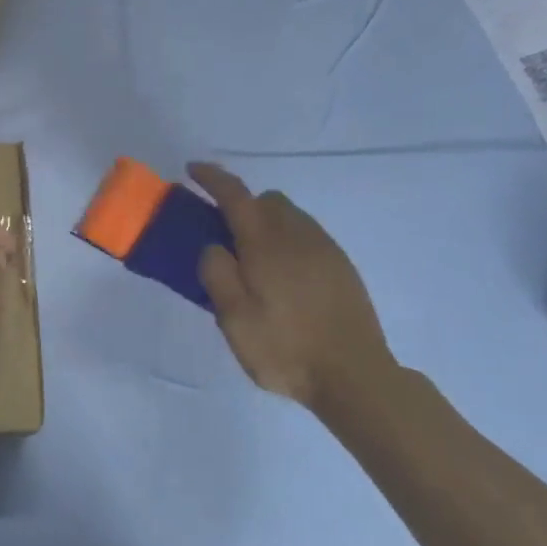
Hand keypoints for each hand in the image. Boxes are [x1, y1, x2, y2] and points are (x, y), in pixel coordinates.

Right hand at [190, 162, 395, 411]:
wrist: (354, 375)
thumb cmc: (284, 348)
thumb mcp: (234, 318)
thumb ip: (216, 274)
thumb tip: (213, 246)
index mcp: (266, 243)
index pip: (235, 195)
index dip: (212, 178)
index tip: (192, 170)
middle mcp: (298, 235)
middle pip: (267, 200)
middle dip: (242, 204)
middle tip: (222, 234)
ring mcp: (326, 249)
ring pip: (291, 216)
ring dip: (266, 222)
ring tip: (253, 260)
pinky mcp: (342, 267)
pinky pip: (308, 236)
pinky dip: (287, 240)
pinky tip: (283, 277)